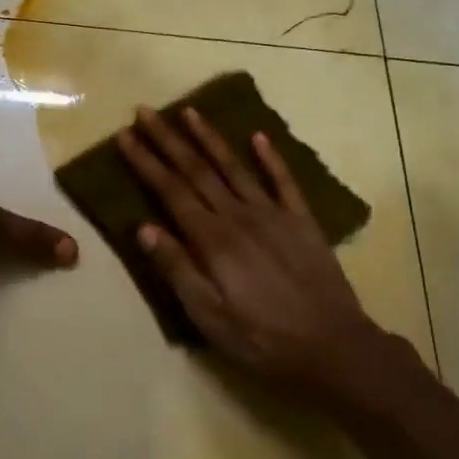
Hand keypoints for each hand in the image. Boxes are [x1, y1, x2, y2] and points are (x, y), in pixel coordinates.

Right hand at [116, 106, 413, 398]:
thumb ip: (177, 268)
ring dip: (209, 137)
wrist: (332, 347)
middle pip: (197, 170)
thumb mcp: (209, 316)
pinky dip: (270, 157)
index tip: (125, 136)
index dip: (146, 162)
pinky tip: (258, 136)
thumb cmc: (261, 339)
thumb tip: (143, 227)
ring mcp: (273, 214)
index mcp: (213, 239)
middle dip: (168, 139)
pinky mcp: (302, 221)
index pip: (171, 191)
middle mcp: (239, 216)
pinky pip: (284, 181)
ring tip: (189, 111)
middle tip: (145, 111)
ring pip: (234, 166)